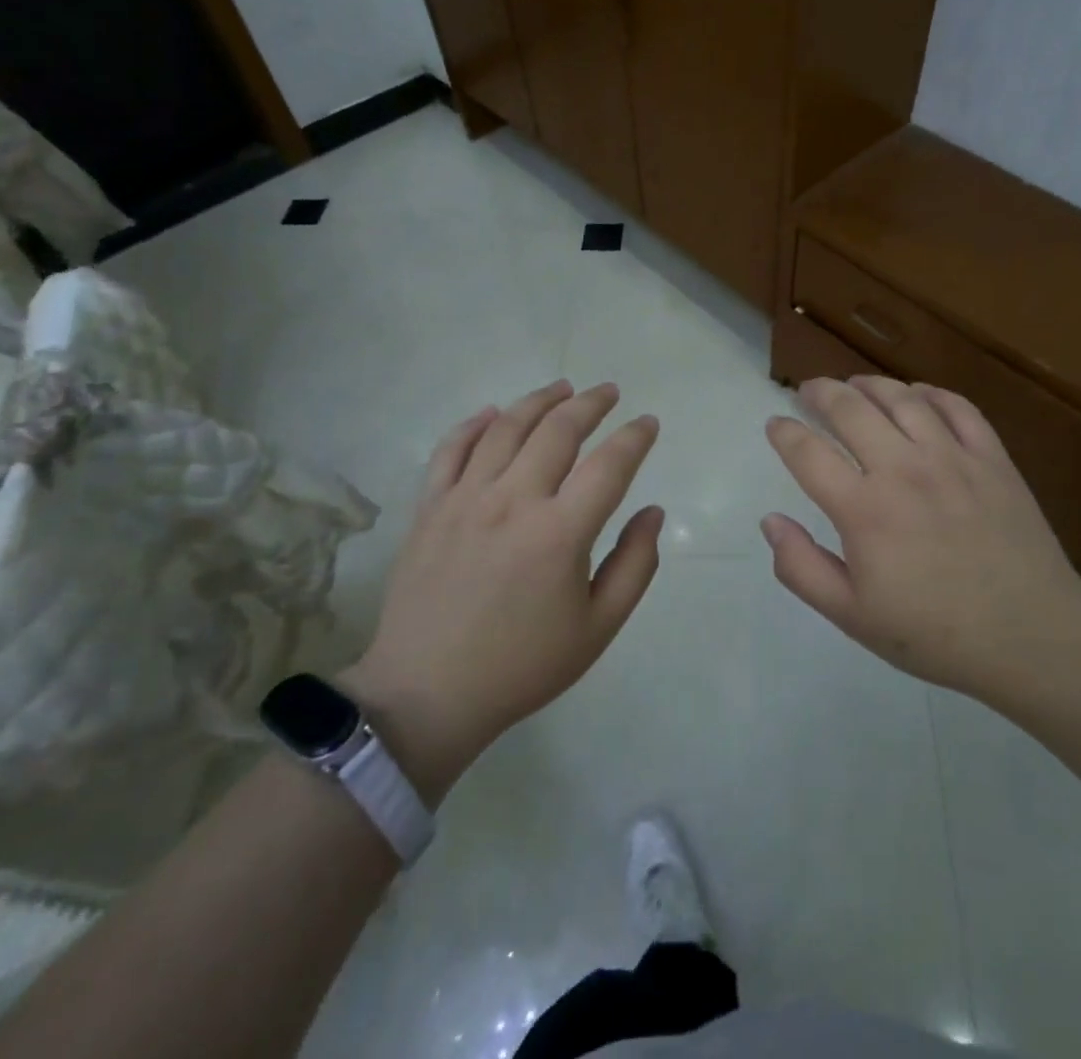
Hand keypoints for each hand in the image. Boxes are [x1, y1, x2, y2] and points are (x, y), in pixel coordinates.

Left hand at [340, 380, 662, 805]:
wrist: (428, 693)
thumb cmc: (522, 665)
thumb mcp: (598, 629)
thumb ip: (635, 565)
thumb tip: (652, 512)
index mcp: (559, 533)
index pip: (609, 465)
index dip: (635, 437)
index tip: (648, 423)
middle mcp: (513, 502)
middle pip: (558, 430)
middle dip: (590, 404)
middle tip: (608, 392)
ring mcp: (465, 499)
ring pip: (506, 428)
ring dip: (539, 400)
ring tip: (562, 387)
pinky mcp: (430, 507)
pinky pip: (451, 449)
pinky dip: (474, 424)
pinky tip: (493, 413)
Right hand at [762, 376, 1080, 702]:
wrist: (1031, 636)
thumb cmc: (934, 633)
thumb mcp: (851, 616)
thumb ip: (801, 568)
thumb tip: (770, 521)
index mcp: (863, 510)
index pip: (808, 453)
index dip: (784, 433)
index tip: (775, 424)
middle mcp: (903, 470)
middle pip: (850, 409)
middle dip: (820, 392)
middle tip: (808, 390)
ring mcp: (951, 458)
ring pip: (901, 398)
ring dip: (869, 384)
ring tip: (855, 385)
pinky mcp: (992, 458)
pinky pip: (957, 407)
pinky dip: (930, 393)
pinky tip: (917, 394)